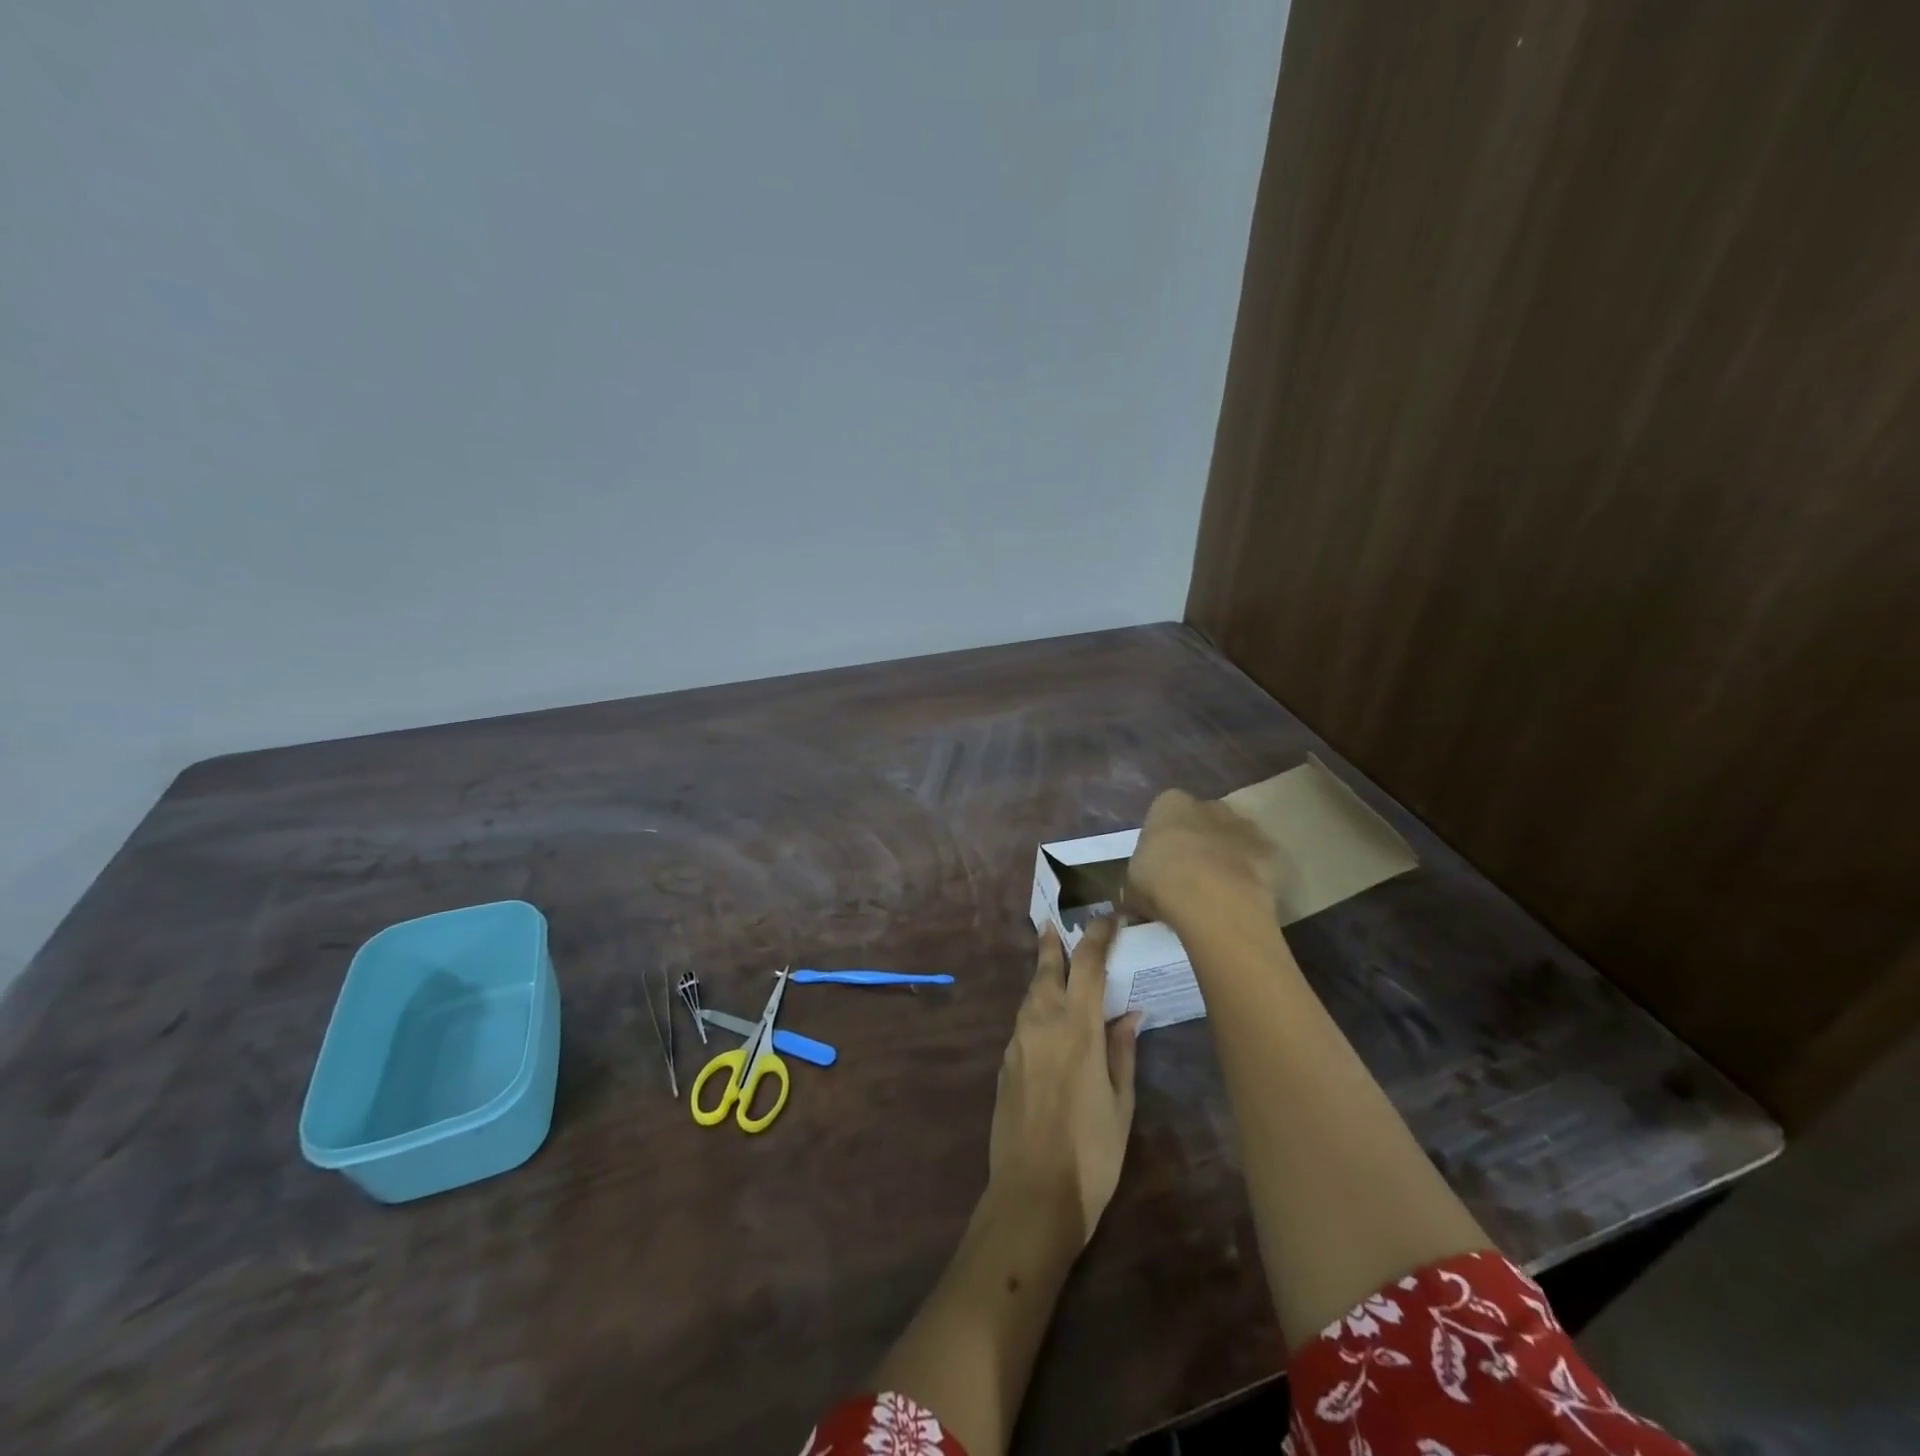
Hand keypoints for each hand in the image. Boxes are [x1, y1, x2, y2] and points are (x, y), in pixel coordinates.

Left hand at [988, 922, 1141, 1244]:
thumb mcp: (1120, 1103)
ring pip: (1029, 994)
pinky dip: (1035, 1006)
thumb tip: (1130, 1014)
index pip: (1087, 964)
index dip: (1098, 936)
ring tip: (1051, 964)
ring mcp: (1018, 1042)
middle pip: (1046, 970)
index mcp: (1077, 1027)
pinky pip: (1022, 1021)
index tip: (1109, 917)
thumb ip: (1122, 1052)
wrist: (1031, 1194)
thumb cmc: (1091, 1153)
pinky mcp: (1005, 1063)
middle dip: (1053, 946)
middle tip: (1054, 925)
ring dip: (1042, 974)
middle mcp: (1042, 1023)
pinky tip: (1045, 1017)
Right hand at [1127, 788, 1285, 928]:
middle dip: (1198, 838)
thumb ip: (1143, 874)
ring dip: (1226, 853)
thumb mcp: (1134, 882)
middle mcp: (1208, 805)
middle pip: (1203, 818)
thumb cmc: (1162, 882)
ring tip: (1217, 887)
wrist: (1213, 899)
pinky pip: (1257, 860)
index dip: (1165, 835)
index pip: (1165, 809)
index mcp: (1169, 804)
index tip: (1162, 859)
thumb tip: (1145, 889)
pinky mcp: (1269, 850)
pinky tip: (1241, 896)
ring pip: (1233, 835)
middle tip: (1189, 872)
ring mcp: (1242, 825)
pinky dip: (1251, 873)